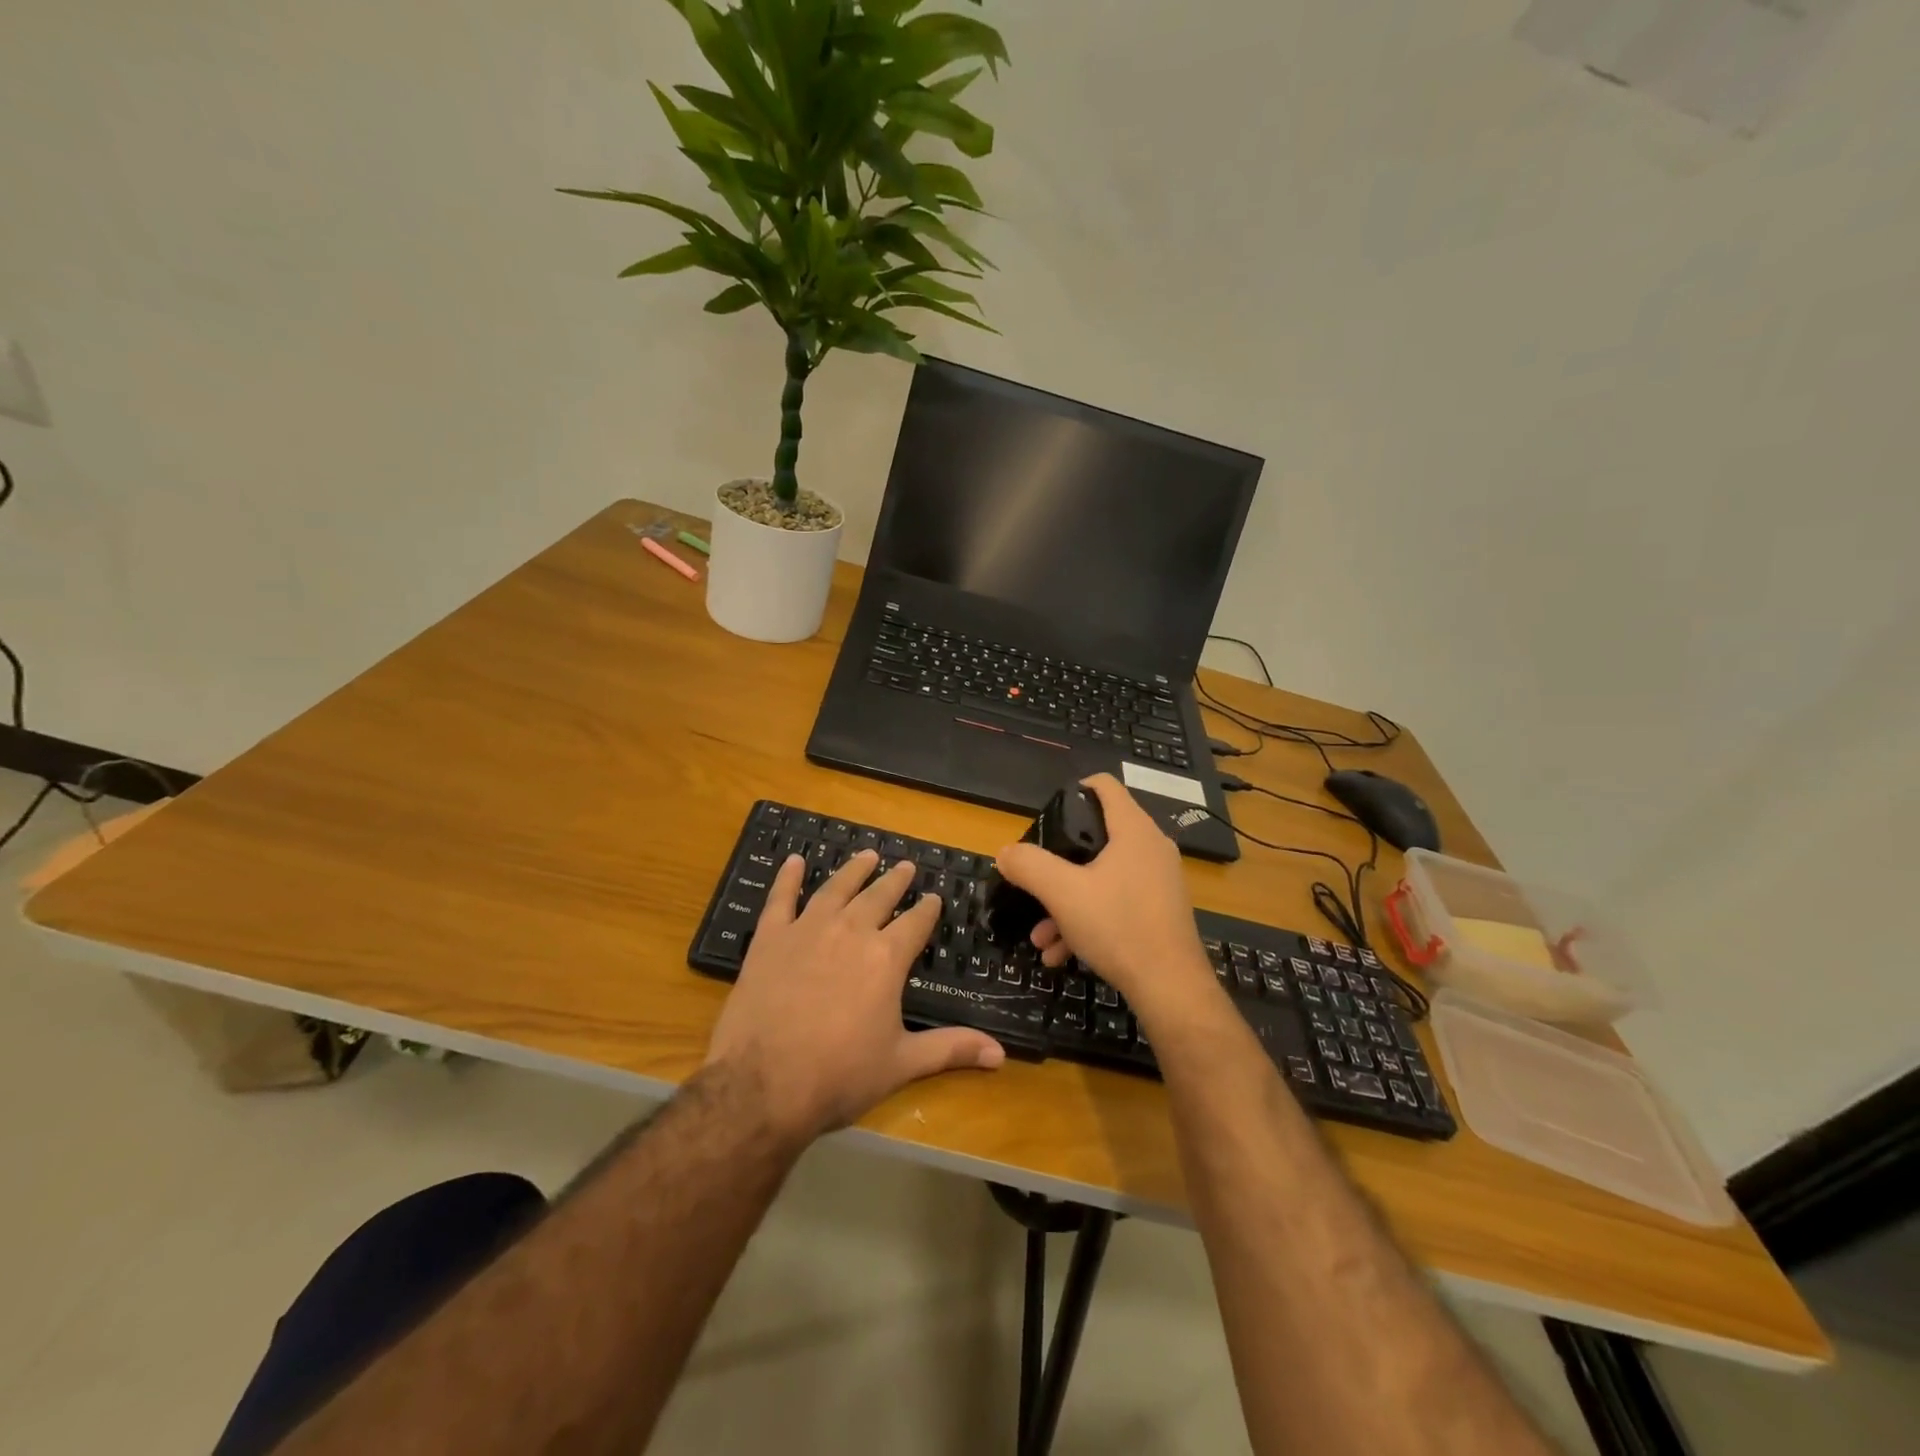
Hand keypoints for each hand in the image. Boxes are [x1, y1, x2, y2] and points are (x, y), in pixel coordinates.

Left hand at [706, 849, 1004, 1143]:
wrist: (762, 1084)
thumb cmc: (839, 1076)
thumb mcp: (901, 1064)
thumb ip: (950, 1049)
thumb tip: (1001, 1054)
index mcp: (886, 958)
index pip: (915, 922)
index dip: (927, 909)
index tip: (935, 897)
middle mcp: (851, 932)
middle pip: (878, 897)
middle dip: (895, 881)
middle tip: (905, 866)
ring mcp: (807, 930)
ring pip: (836, 889)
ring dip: (853, 870)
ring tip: (867, 855)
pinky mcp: (770, 939)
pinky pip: (780, 899)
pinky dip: (788, 878)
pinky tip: (794, 861)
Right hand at [993, 775, 1214, 1020]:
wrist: (1170, 988)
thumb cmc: (1118, 926)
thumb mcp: (1062, 893)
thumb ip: (1029, 866)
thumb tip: (1006, 853)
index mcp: (1133, 830)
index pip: (1104, 786)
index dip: (1075, 789)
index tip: (1049, 813)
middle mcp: (1151, 848)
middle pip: (1097, 837)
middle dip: (1059, 864)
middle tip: (1036, 880)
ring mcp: (1159, 881)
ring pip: (1102, 878)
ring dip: (1066, 903)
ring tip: (1041, 937)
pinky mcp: (1160, 911)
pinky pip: (1116, 903)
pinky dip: (1087, 921)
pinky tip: (1061, 954)